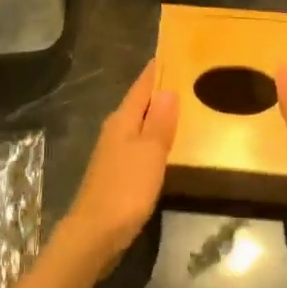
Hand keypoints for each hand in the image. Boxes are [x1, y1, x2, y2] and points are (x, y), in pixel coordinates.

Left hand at [58, 60, 178, 271]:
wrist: (95, 235)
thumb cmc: (125, 190)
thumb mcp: (149, 153)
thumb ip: (159, 121)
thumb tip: (168, 88)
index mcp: (122, 119)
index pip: (143, 85)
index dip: (158, 69)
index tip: (176, 52)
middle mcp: (115, 130)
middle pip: (140, 102)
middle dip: (161, 90)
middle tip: (191, 79)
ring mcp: (114, 152)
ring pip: (140, 123)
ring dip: (158, 115)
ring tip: (186, 107)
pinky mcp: (117, 173)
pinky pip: (140, 144)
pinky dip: (155, 138)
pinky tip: (168, 144)